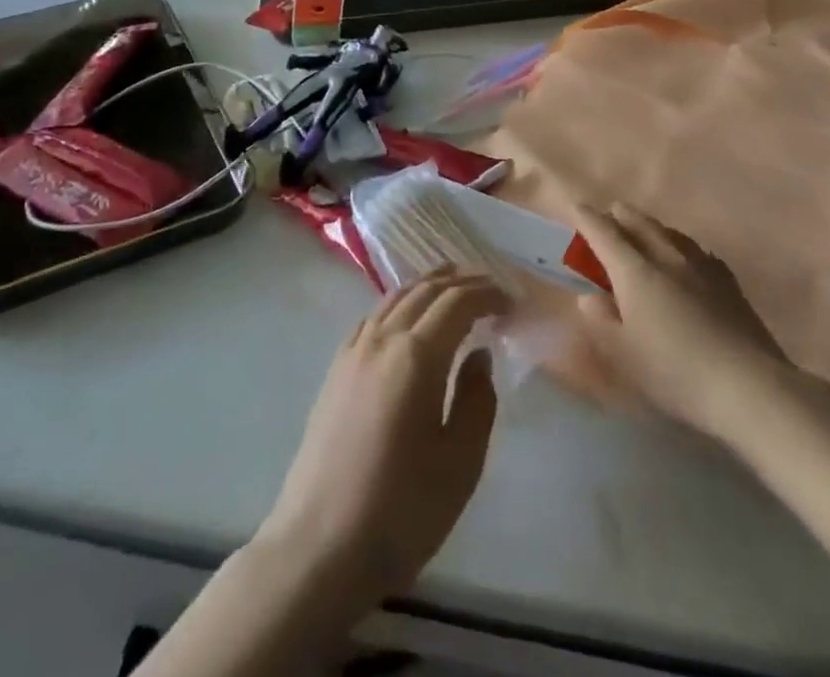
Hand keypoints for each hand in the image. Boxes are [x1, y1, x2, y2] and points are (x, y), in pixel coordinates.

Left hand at [254, 269, 508, 603]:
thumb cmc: (400, 511)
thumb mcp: (459, 464)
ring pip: (396, 297)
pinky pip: (374, 316)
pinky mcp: (336, 370)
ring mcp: (353, 351)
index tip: (511, 301)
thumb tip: (478, 355)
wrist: (318, 548)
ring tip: (453, 287)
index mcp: (416, 356)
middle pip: (425, 291)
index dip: (487, 293)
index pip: (457, 302)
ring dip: (428, 286)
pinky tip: (407, 318)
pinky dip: (399, 302)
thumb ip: (476, 401)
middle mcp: (383, 339)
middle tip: (490, 288)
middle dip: (461, 282)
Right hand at [571, 203, 788, 440]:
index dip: (587, 218)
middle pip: (639, 223)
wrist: (750, 387)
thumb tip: (590, 298)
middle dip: (620, 216)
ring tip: (644, 232)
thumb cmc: (676, 373)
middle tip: (609, 217)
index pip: (604, 233)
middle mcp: (667, 257)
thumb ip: (602, 322)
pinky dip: (679, 246)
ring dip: (650, 228)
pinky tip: (685, 259)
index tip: (575, 207)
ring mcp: (701, 266)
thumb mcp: (625, 356)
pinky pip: (695, 250)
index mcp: (635, 271)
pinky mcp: (728, 282)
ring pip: (669, 232)